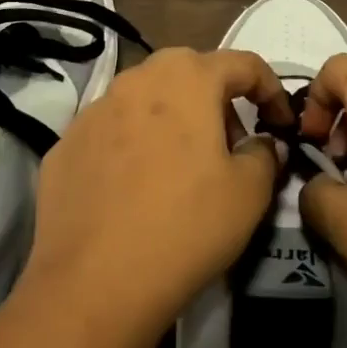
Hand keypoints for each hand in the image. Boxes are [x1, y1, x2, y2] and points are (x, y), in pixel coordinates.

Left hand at [22, 47, 292, 342]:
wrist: (92, 284)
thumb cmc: (185, 226)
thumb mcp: (250, 193)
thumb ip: (265, 154)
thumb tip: (260, 143)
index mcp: (188, 77)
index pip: (244, 64)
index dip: (271, 90)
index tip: (281, 125)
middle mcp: (137, 78)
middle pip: (191, 73)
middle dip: (219, 101)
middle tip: (231, 146)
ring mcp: (94, 110)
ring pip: (147, 100)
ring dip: (173, 121)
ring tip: (182, 169)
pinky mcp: (65, 144)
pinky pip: (112, 133)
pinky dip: (133, 147)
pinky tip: (136, 191)